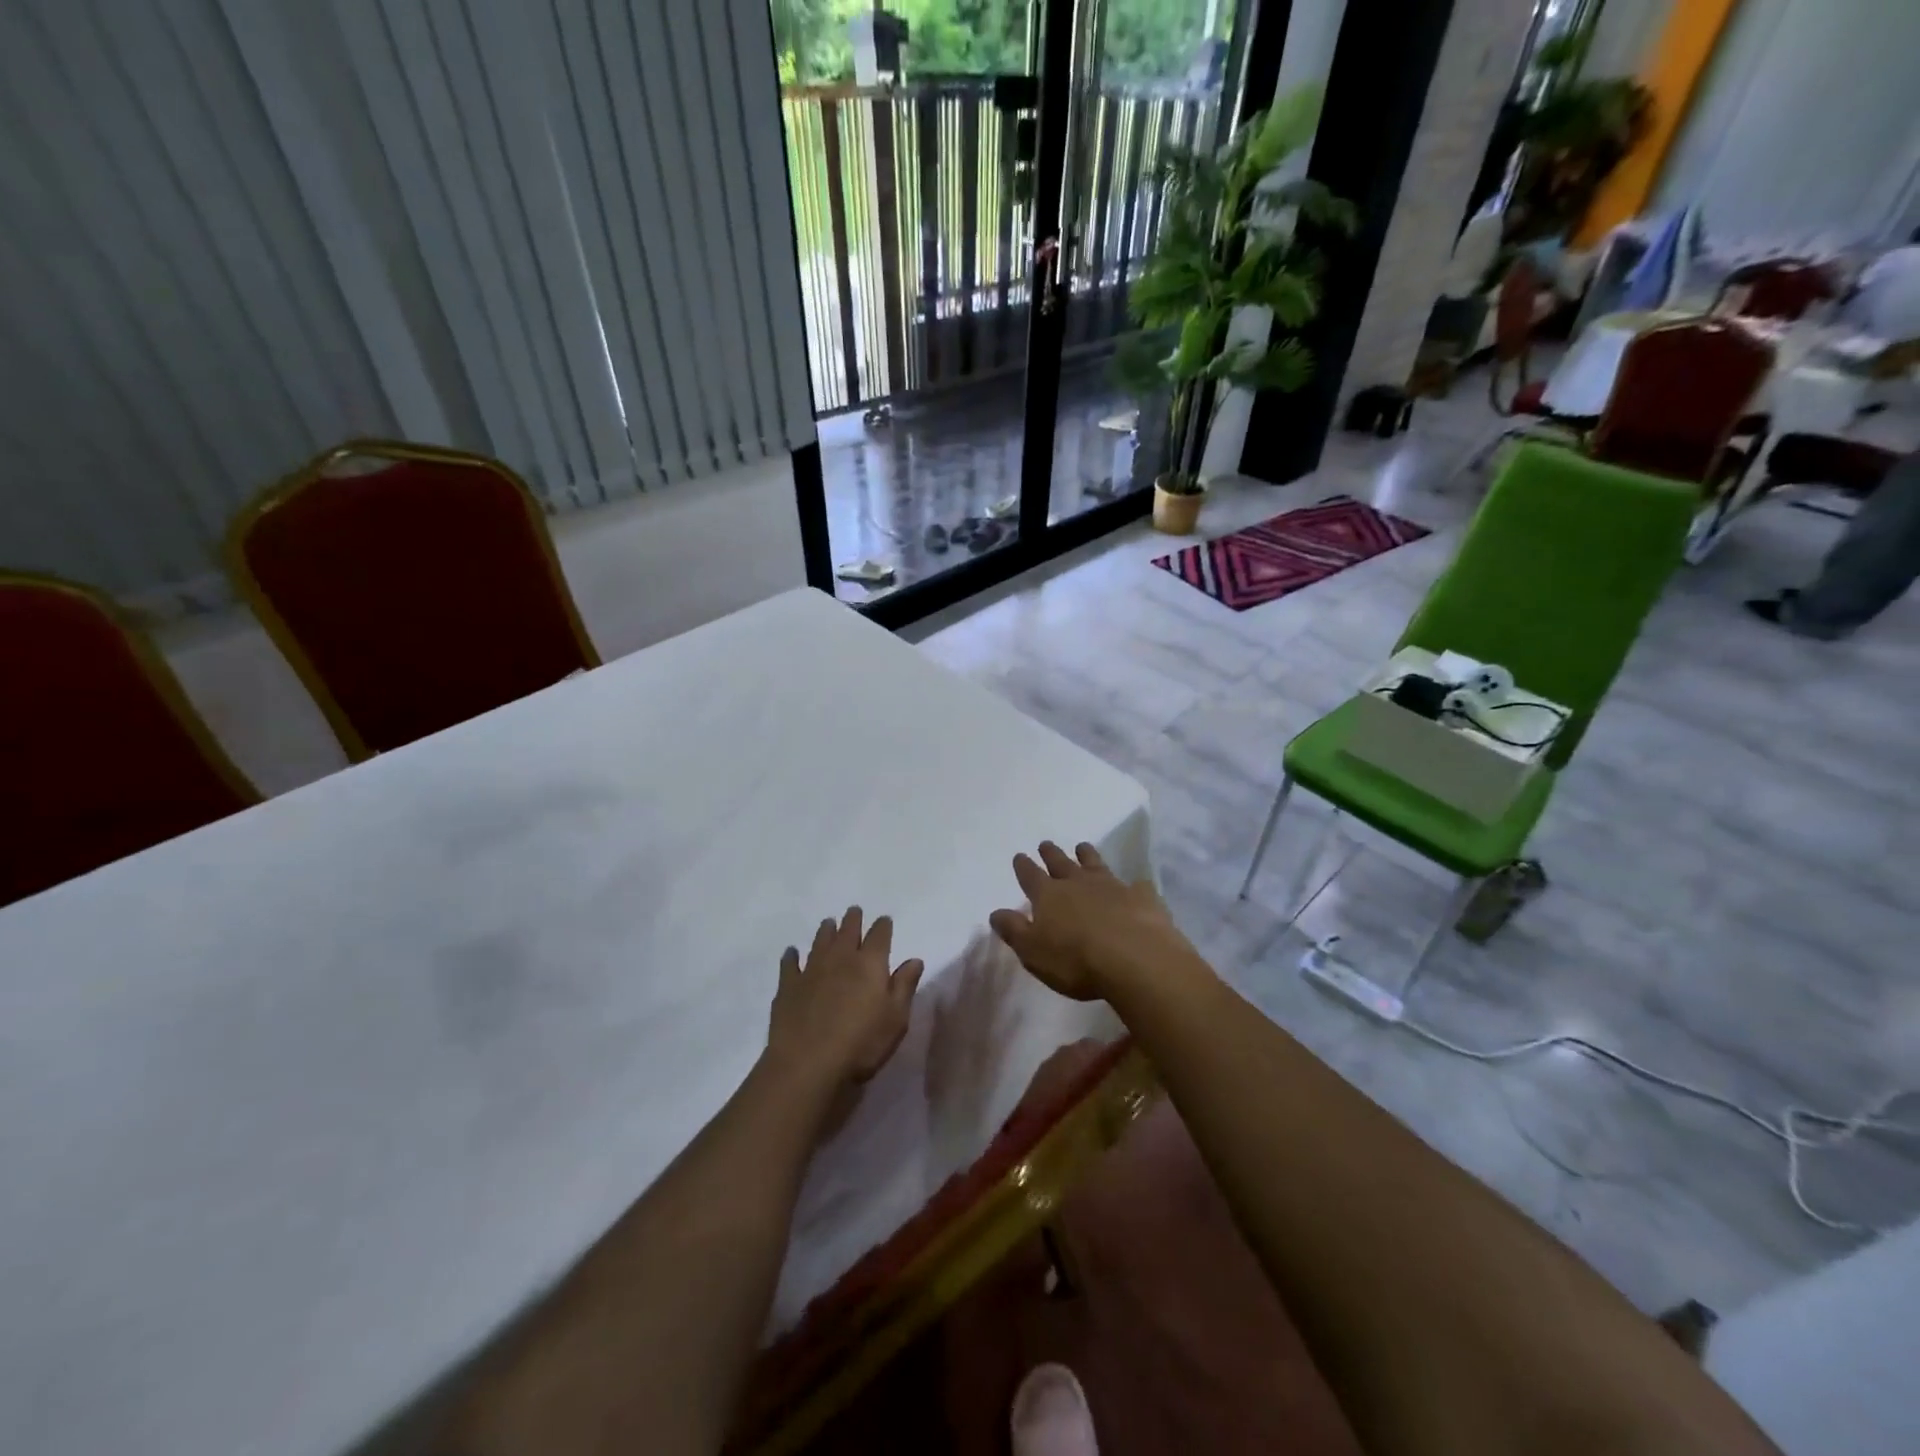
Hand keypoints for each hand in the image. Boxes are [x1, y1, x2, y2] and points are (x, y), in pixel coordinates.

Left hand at [767, 908, 923, 1099]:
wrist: (808, 1064)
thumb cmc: (862, 1044)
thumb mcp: (896, 1019)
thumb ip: (905, 986)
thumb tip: (914, 959)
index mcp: (870, 963)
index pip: (879, 935)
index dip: (883, 926)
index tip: (884, 921)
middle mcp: (840, 958)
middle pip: (848, 931)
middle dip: (853, 920)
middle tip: (854, 911)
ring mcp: (811, 970)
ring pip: (820, 942)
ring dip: (826, 930)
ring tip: (828, 923)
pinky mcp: (788, 987)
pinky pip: (789, 964)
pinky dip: (791, 956)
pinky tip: (791, 953)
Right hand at [988, 841, 1198, 1001]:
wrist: (1135, 960)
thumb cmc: (1076, 961)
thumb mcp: (1033, 952)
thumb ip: (1014, 930)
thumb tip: (995, 912)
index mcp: (1049, 896)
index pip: (1030, 876)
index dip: (1023, 866)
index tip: (1019, 855)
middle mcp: (1078, 883)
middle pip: (1061, 863)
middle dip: (1051, 854)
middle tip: (1046, 844)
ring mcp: (1112, 886)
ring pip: (1095, 864)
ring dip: (1087, 855)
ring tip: (1082, 847)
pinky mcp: (1141, 897)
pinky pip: (1135, 885)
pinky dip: (1133, 884)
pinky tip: (1136, 885)